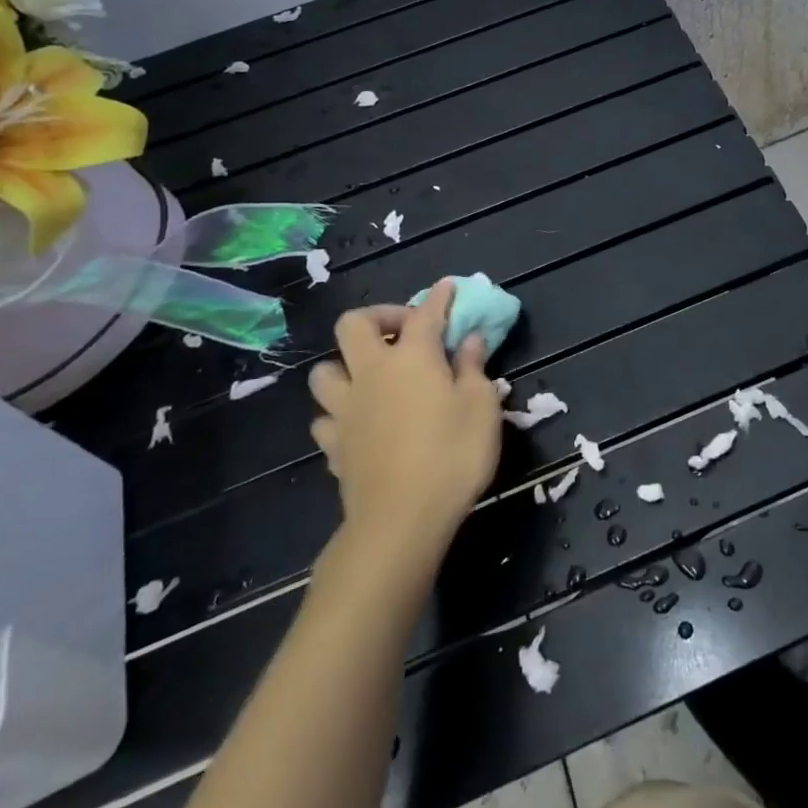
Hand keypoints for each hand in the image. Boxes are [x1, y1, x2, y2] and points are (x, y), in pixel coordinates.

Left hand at [306, 280, 502, 572]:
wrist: (402, 519)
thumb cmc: (453, 455)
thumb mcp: (482, 407)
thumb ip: (473, 368)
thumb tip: (470, 340)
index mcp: (412, 357)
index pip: (426, 313)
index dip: (439, 298)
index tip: (448, 288)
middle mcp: (371, 373)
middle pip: (355, 325)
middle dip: (379, 316)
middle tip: (404, 331)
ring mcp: (345, 409)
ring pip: (325, 371)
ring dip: (346, 365)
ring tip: (372, 377)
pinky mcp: (334, 445)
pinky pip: (325, 418)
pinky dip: (340, 413)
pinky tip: (359, 423)